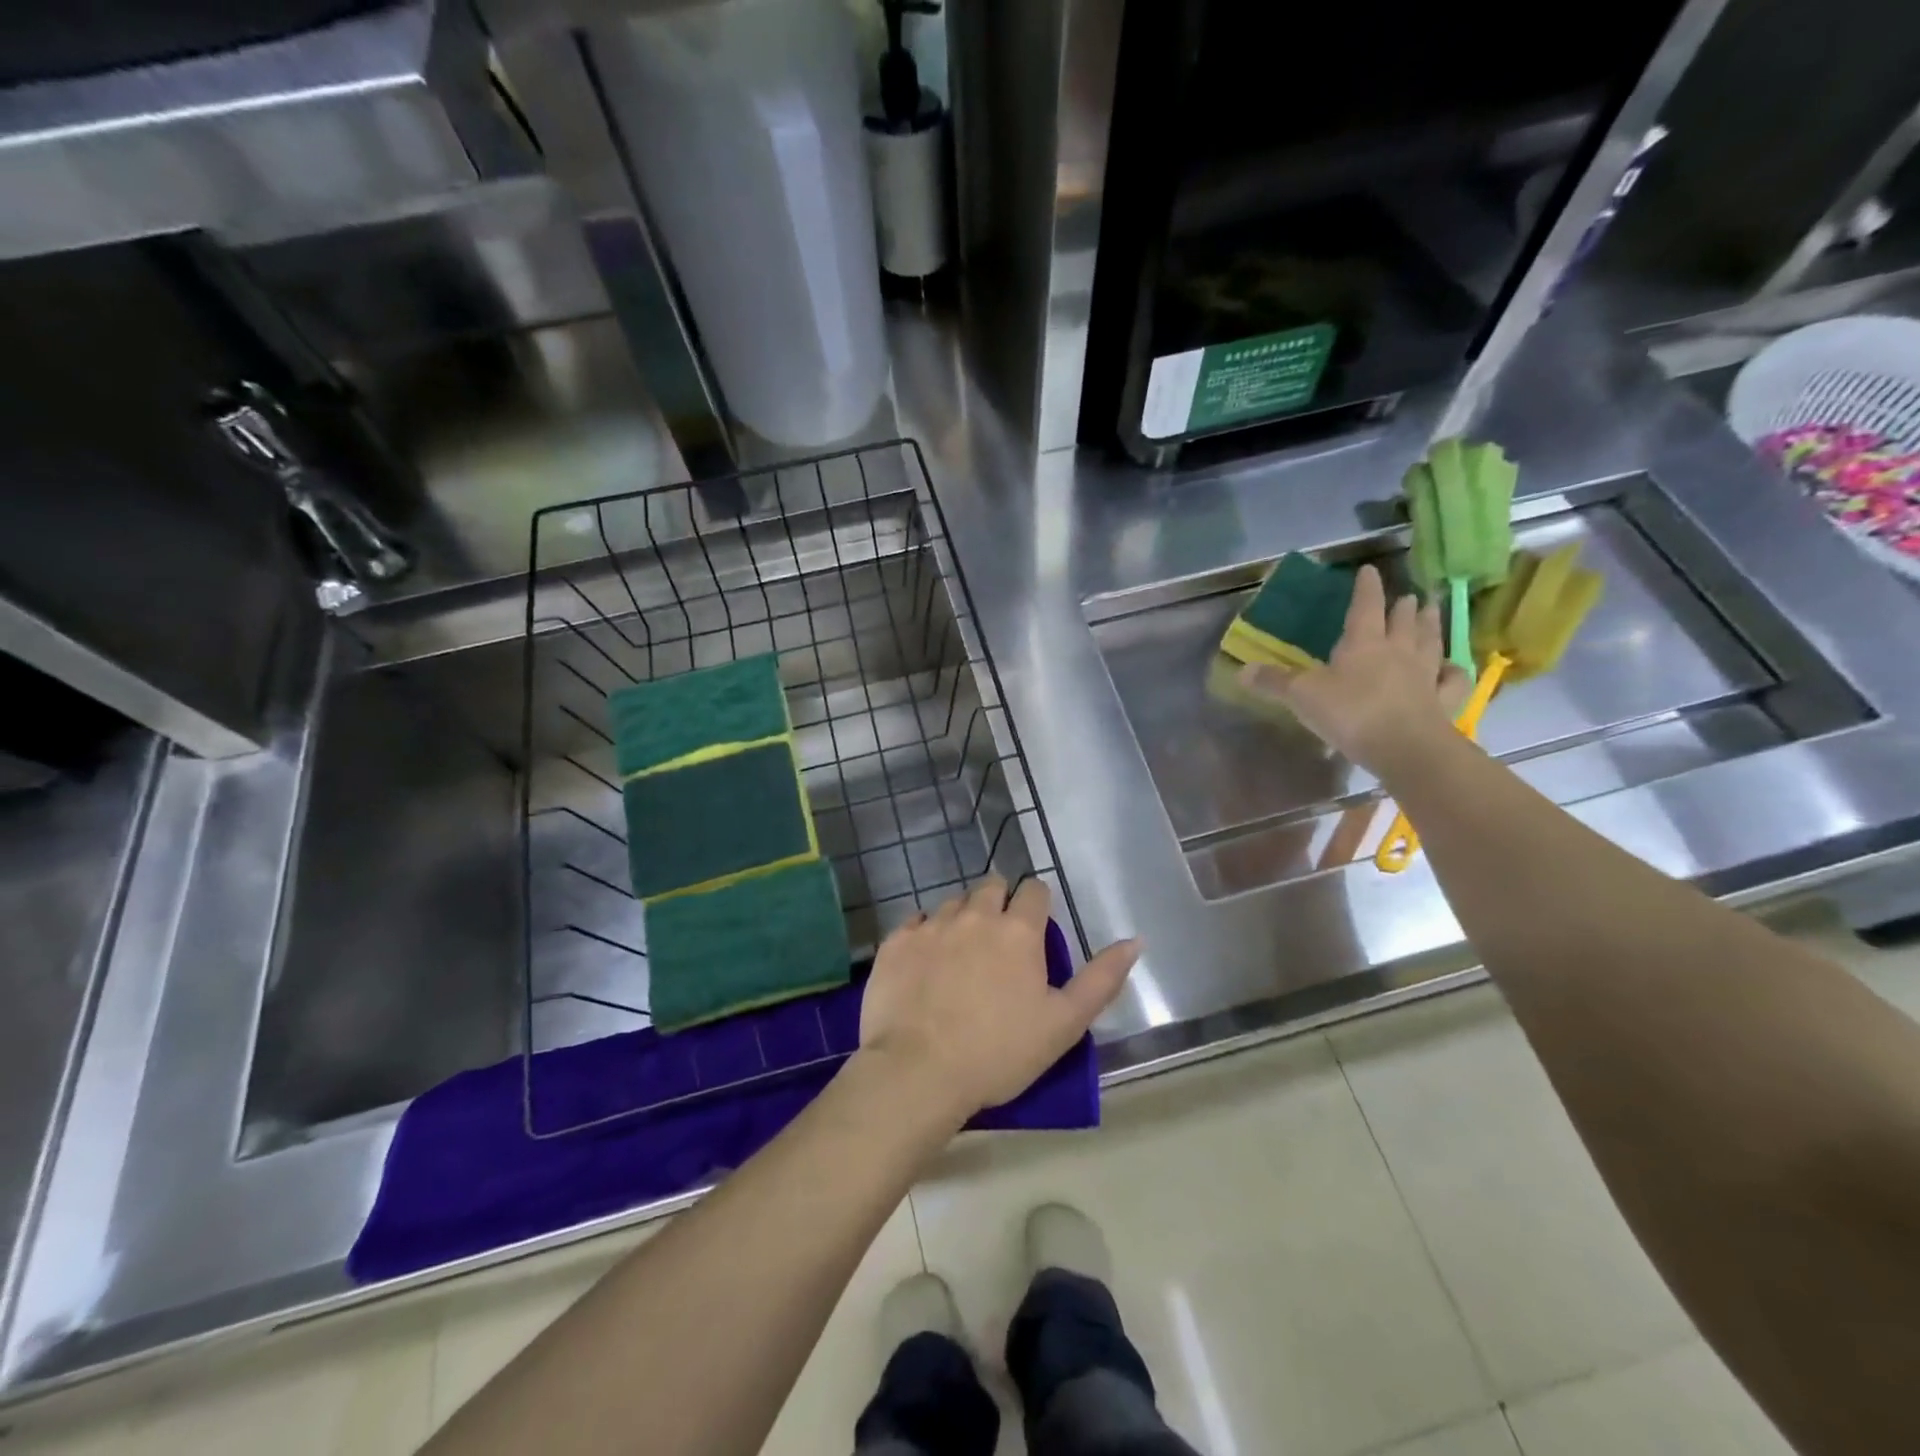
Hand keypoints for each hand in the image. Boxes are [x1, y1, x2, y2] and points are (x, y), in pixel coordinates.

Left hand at [856, 877, 1139, 1121]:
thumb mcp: (1064, 1024)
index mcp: (1018, 930)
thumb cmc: (999, 1052)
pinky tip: (926, 964)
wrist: (917, 1072)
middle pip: (991, 886)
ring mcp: (931, 925)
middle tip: (999, 941)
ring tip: (962, 955)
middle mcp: (974, 914)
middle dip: (999, 902)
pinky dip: (925, 935)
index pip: (1034, 890)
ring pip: (953, 903)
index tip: (1035, 931)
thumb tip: (1136, 941)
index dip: (1038, 905)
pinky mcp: (895, 942)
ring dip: (963, 918)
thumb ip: (1102, 979)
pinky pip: (915, 923)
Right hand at [1239, 564, 1469, 777]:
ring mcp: (1425, 674)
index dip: (1366, 588)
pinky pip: (1452, 679)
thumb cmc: (1350, 713)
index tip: (1370, 570)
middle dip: (1404, 606)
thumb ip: (1274, 682)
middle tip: (1409, 595)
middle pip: (1404, 620)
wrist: (1404, 747)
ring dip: (1431, 624)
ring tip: (1432, 609)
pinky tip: (1450, 667)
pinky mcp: (1444, 699)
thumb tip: (1241, 670)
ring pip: (1430, 640)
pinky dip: (1453, 670)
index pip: (1365, 606)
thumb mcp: (1302, 696)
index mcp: (1363, 643)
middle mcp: (1398, 651)